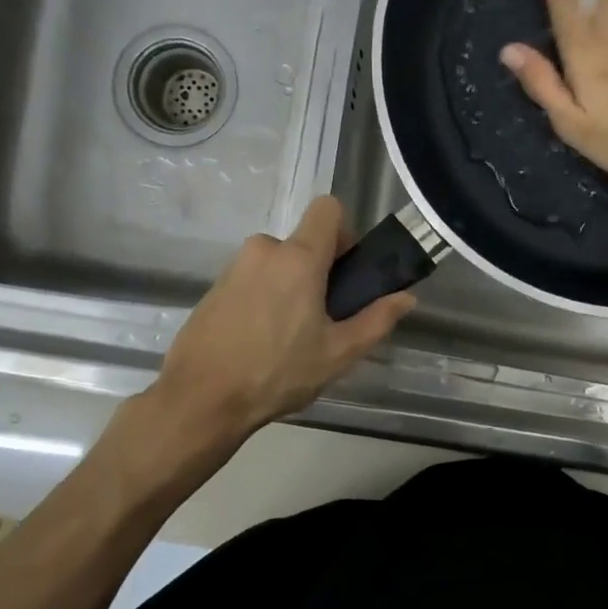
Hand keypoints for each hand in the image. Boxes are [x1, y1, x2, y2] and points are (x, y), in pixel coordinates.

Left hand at [148, 197, 415, 443]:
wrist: (201, 399)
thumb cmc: (277, 373)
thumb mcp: (338, 353)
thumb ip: (376, 320)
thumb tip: (406, 297)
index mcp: (298, 258)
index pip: (328, 209)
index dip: (345, 233)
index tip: (346, 272)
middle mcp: (264, 250)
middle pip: (304, 242)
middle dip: (319, 271)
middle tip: (323, 318)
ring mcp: (234, 267)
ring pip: (278, 262)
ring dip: (291, 286)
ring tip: (290, 336)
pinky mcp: (214, 287)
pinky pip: (253, 278)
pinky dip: (265, 297)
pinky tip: (261, 340)